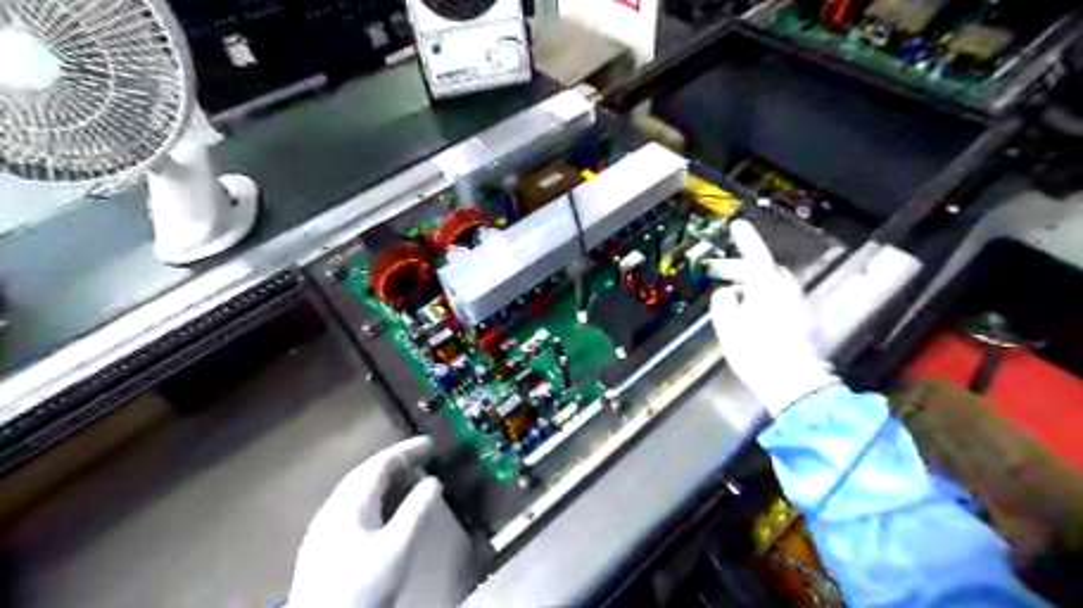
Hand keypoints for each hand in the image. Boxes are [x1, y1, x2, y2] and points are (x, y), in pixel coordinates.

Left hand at [287, 437, 474, 607]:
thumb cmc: (363, 587)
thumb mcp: (399, 548)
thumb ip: (417, 511)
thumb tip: (433, 482)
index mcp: (351, 502)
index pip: (381, 463)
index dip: (408, 450)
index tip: (432, 443)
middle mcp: (334, 507)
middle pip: (367, 473)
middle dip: (397, 461)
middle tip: (424, 458)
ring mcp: (324, 527)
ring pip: (358, 490)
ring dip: (386, 479)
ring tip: (410, 479)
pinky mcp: (323, 546)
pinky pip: (354, 506)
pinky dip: (376, 497)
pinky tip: (385, 510)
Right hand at [708, 221, 839, 414]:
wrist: (793, 384)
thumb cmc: (757, 354)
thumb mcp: (728, 327)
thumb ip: (723, 303)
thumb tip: (726, 293)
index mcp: (768, 289)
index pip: (756, 256)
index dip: (746, 239)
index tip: (737, 224)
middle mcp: (787, 293)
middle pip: (763, 270)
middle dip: (739, 268)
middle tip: (716, 271)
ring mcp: (796, 307)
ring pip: (770, 285)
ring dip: (749, 284)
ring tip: (730, 294)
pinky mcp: (801, 322)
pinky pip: (777, 299)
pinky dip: (760, 297)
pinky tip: (748, 313)